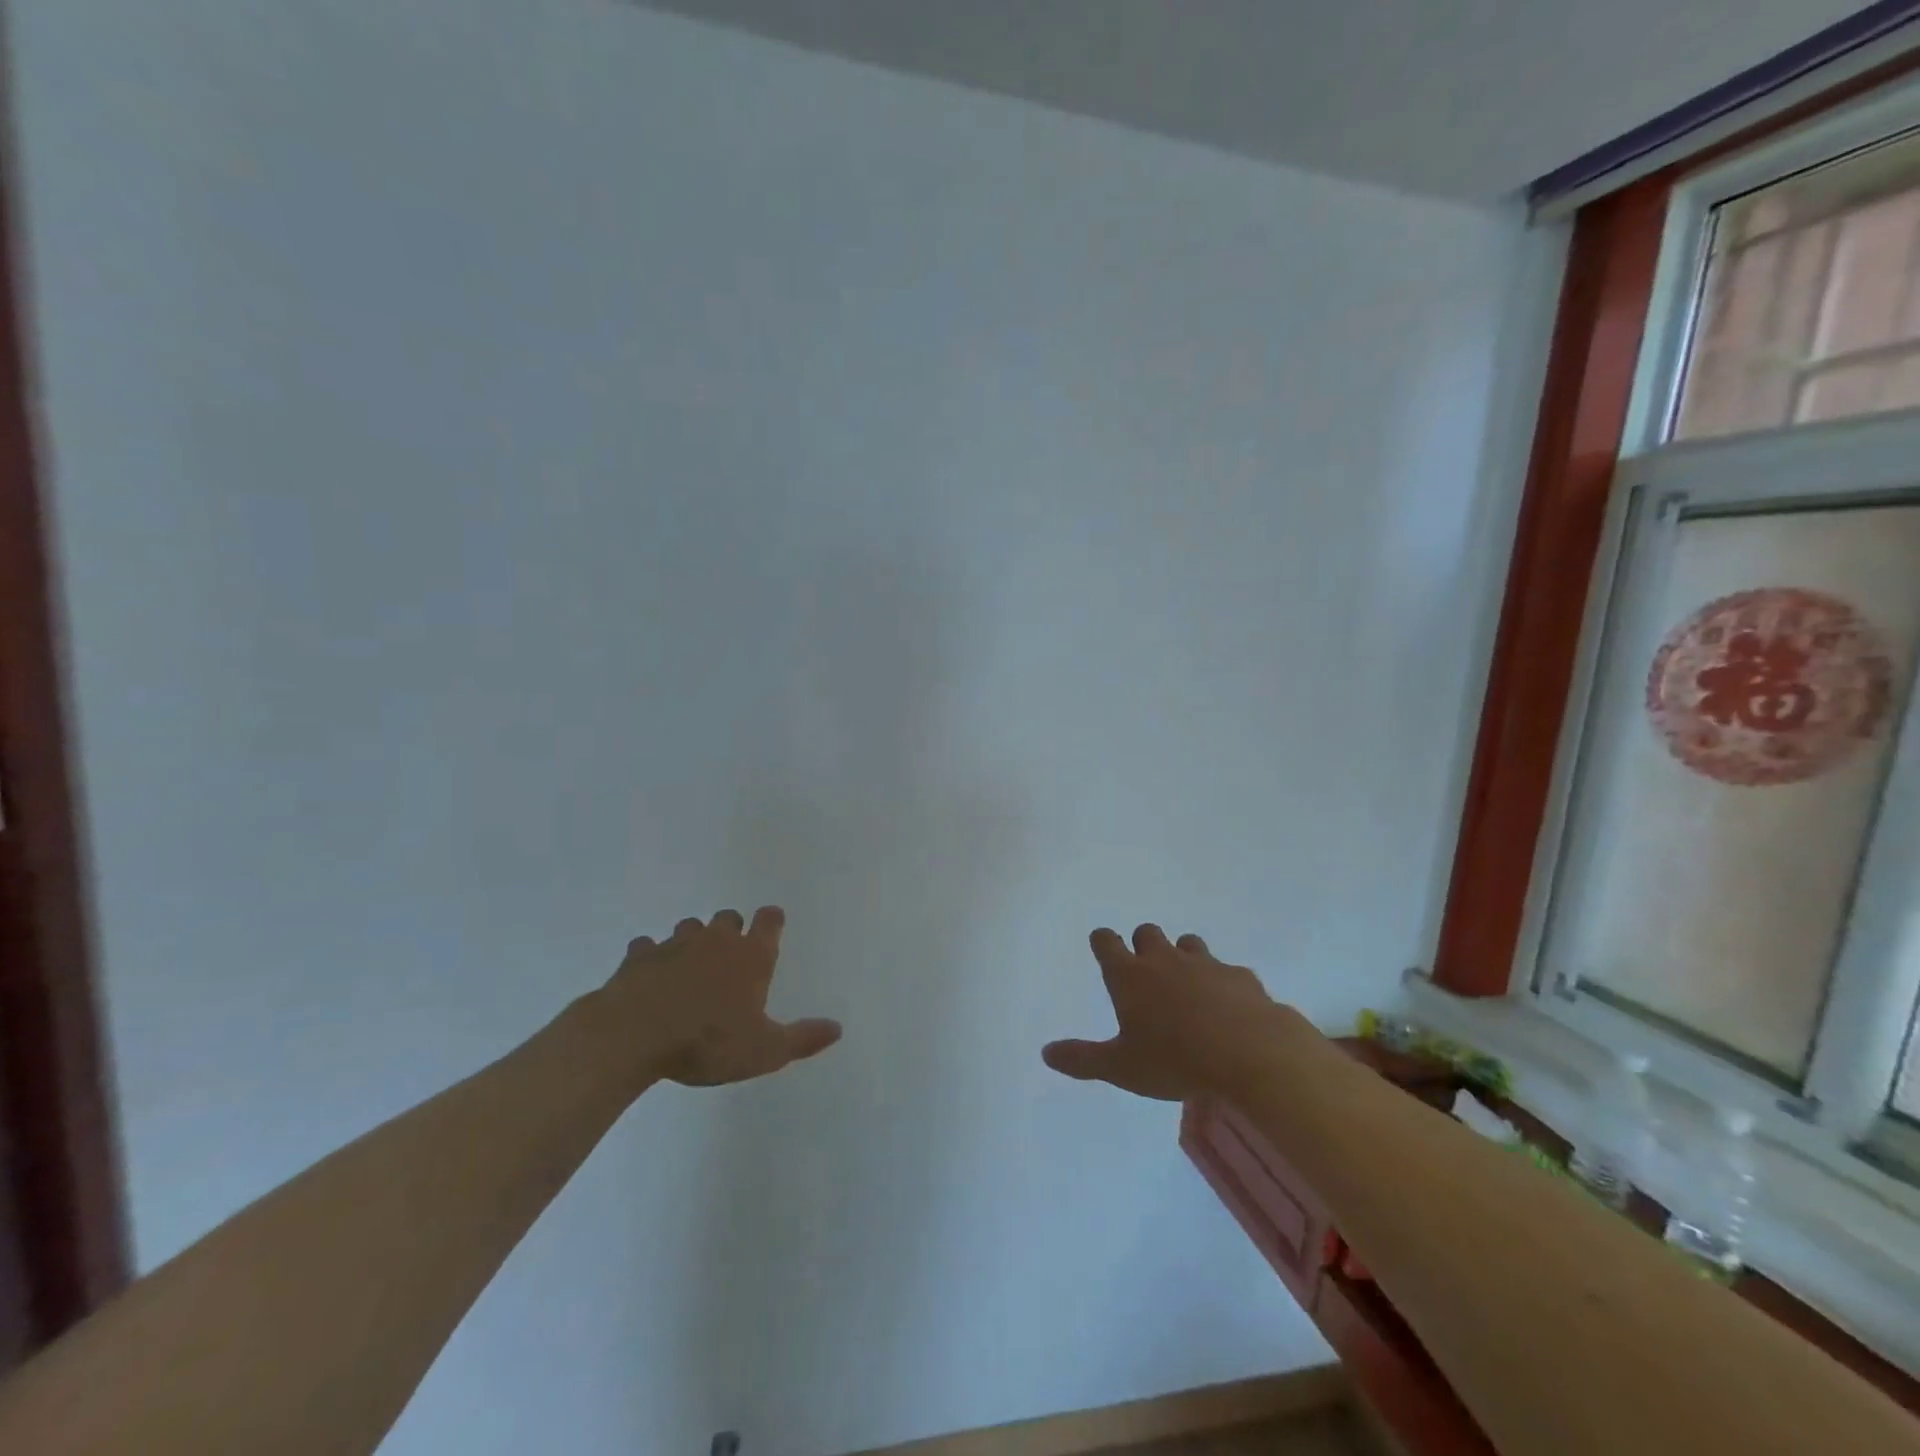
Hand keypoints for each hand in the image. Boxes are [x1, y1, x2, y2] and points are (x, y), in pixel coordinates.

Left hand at [596, 907, 842, 1088]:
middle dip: (732, 930)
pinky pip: (647, 947)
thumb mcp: (764, 1051)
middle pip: (729, 917)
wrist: (633, 1035)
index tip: (771, 928)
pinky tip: (650, 976)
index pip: (769, 920)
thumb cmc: (707, 1041)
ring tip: (691, 967)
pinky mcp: (639, 956)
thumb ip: (802, 1039)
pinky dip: (651, 956)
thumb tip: (838, 1028)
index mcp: (751, 956)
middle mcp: (716, 940)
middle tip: (730, 957)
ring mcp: (675, 944)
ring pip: (690, 927)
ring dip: (693, 940)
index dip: (772, 921)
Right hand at [1043, 924, 1278, 1100]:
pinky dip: (1222, 983)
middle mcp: (1163, 959)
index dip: (1103, 942)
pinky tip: (1228, 1008)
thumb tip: (1047, 1053)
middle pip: (1147, 932)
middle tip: (1146, 973)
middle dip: (1143, 945)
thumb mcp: (1121, 1068)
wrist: (1251, 1054)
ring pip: (1188, 943)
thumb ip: (1082, 1059)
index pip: (1106, 941)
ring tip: (1187, 987)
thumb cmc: (1175, 1061)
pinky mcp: (1239, 976)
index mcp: (1130, 976)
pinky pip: (1226, 970)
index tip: (1103, 948)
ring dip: (1183, 957)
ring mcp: (1205, 963)